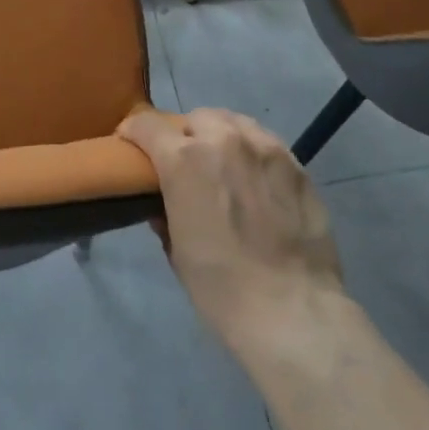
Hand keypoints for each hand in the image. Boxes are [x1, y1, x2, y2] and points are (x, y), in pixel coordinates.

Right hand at [121, 108, 343, 356]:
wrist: (293, 311)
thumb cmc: (221, 287)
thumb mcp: (177, 251)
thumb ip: (165, 213)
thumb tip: (163, 203)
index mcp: (184, 159)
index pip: (147, 125)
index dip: (134, 132)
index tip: (132, 145)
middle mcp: (223, 140)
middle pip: (195, 118)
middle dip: (185, 136)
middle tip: (186, 164)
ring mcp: (264, 148)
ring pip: (234, 122)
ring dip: (220, 136)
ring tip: (224, 164)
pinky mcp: (296, 164)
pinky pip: (265, 142)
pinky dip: (252, 151)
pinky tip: (256, 178)